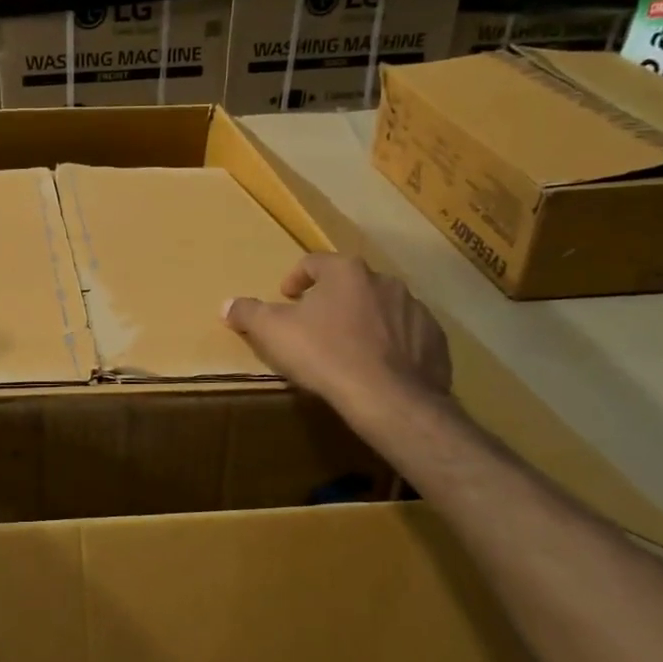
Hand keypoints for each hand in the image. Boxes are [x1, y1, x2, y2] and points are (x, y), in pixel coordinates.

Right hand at [224, 254, 450, 426]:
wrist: (390, 398)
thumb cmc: (325, 355)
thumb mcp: (273, 332)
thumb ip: (248, 313)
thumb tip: (226, 304)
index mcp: (346, 272)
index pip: (314, 262)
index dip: (296, 279)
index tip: (288, 298)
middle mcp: (385, 281)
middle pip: (350, 283)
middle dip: (332, 300)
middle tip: (315, 325)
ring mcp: (415, 310)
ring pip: (382, 308)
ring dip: (364, 320)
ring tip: (347, 349)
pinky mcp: (435, 340)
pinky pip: (408, 335)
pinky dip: (392, 345)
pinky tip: (378, 368)